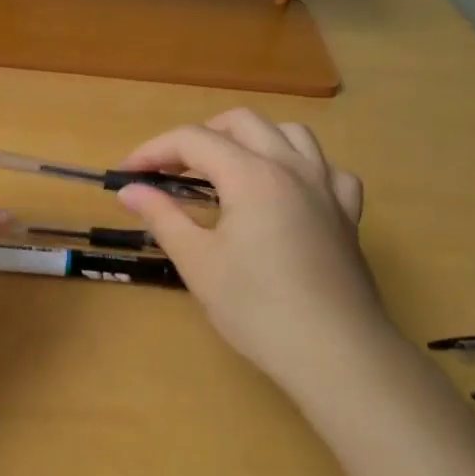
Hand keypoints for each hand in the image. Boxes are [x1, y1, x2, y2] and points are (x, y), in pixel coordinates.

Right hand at [115, 109, 387, 397]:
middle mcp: (291, 167)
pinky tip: (286, 192)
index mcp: (251, 175)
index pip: (193, 139)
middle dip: (199, 136)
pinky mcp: (347, 213)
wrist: (335, 353)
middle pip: (241, 122)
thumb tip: (130, 190)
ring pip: (290, 132)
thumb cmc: (257, 308)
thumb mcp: (197, 262)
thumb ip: (162, 216)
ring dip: (251, 140)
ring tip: (227, 170)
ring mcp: (326, 187)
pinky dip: (299, 167)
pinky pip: (325, 168)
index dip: (153, 150)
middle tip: (172, 171)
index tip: (126, 175)